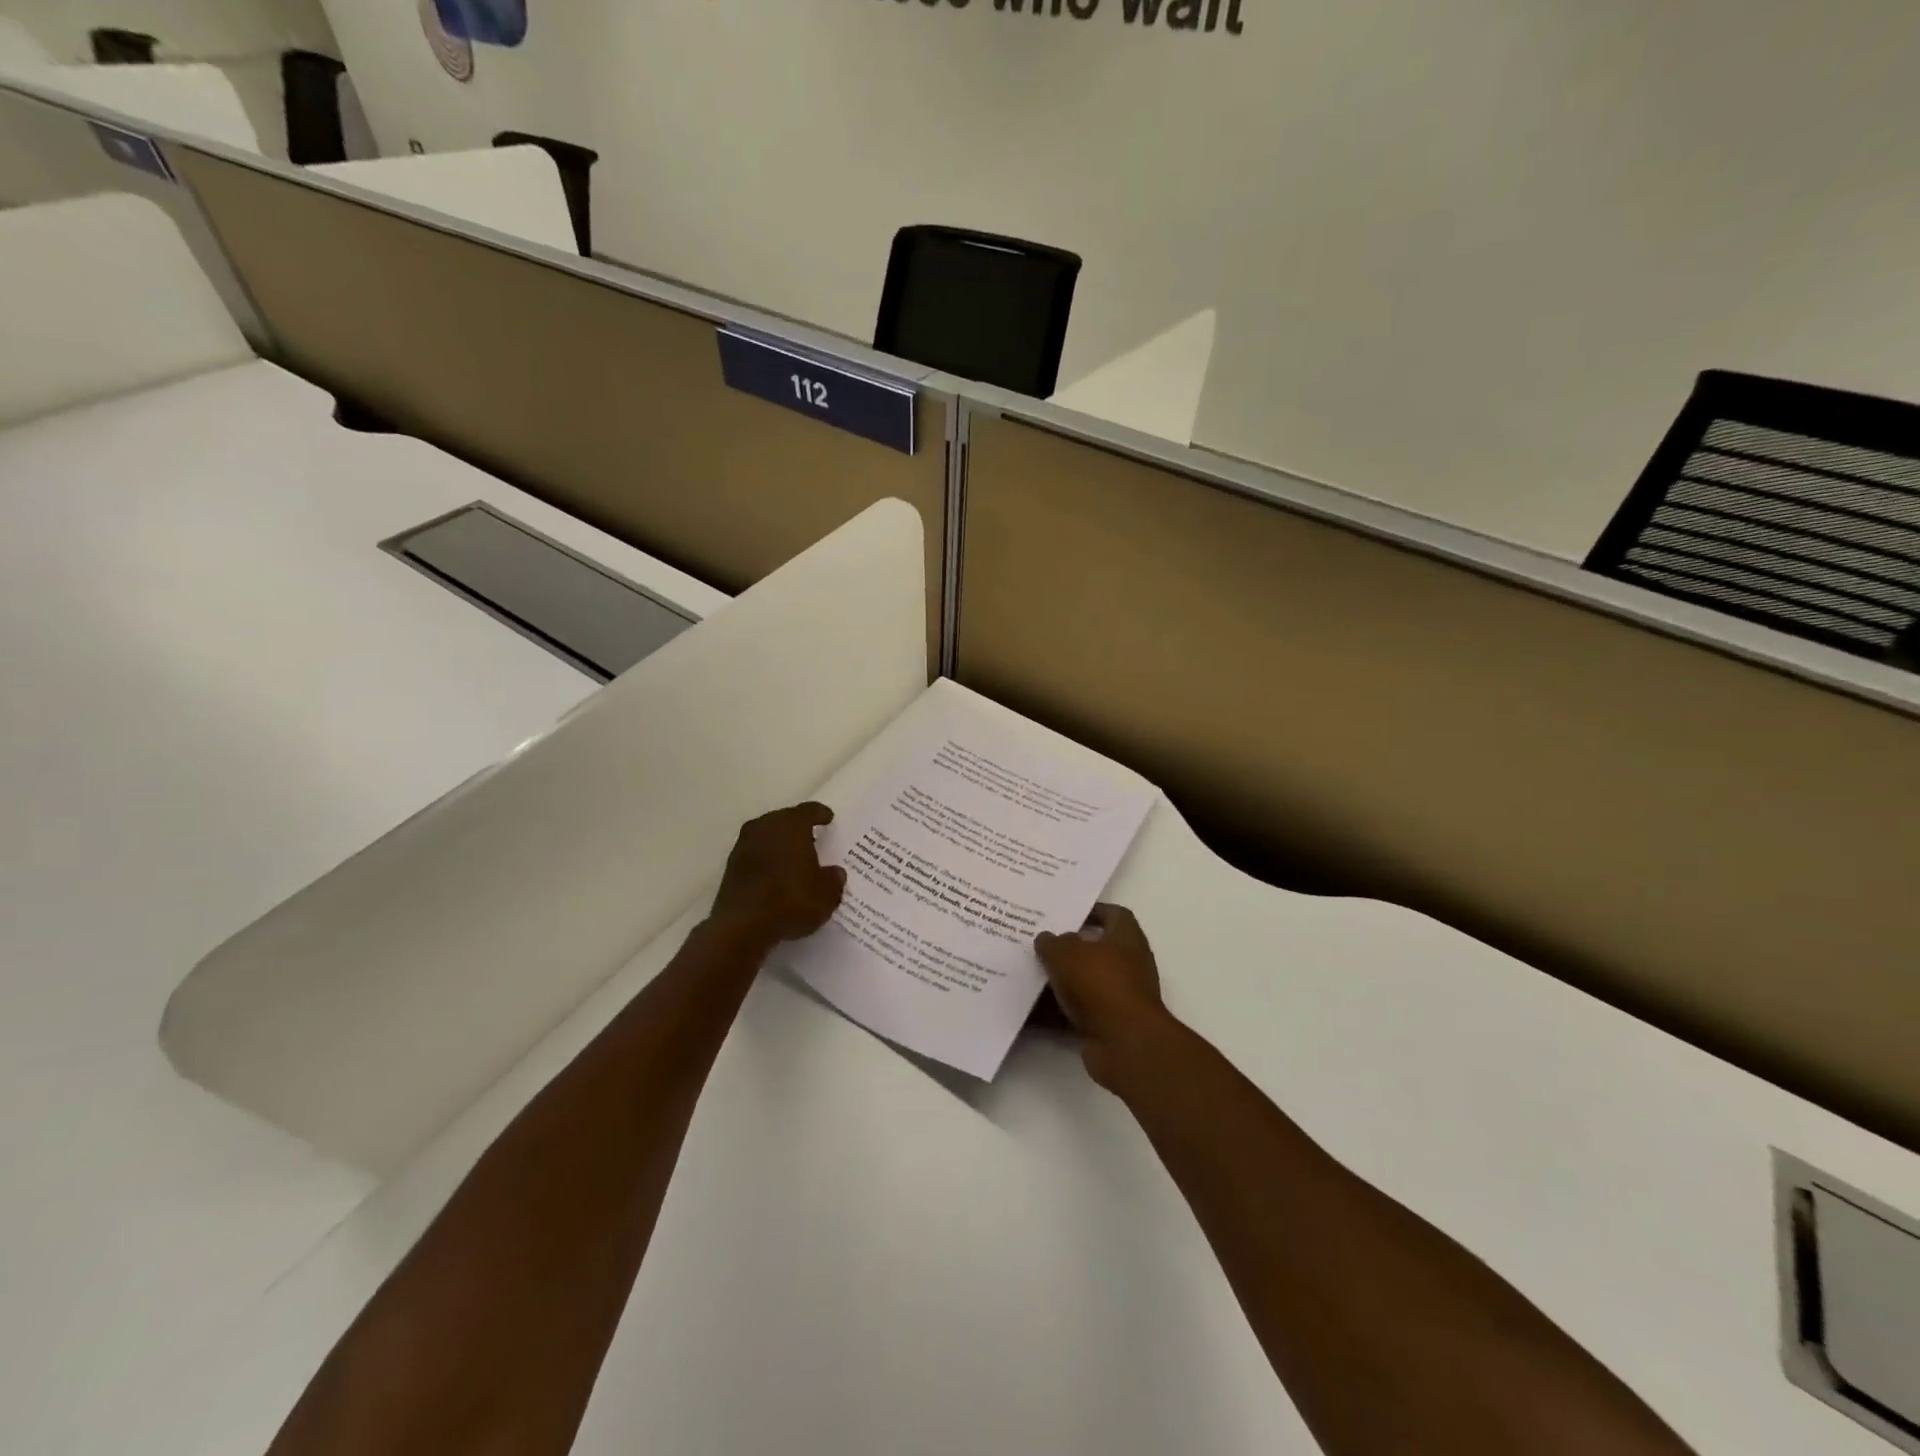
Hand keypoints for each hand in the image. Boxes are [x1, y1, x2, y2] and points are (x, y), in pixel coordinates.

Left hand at [709, 802, 846, 946]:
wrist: (742, 926)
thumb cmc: (791, 901)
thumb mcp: (826, 895)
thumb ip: (833, 880)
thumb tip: (835, 873)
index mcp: (791, 825)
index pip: (809, 811)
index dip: (820, 814)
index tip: (827, 818)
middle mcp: (765, 827)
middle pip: (784, 820)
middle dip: (798, 828)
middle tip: (812, 839)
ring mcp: (744, 846)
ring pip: (766, 836)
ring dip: (779, 844)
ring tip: (793, 858)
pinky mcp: (730, 867)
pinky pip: (755, 855)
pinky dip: (766, 860)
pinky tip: (775, 875)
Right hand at [1035, 904, 1173, 1088]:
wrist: (1125, 1044)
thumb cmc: (1100, 984)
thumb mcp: (1066, 954)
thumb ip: (1052, 943)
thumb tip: (1047, 939)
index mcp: (1126, 938)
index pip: (1113, 914)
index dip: (1091, 911)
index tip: (1065, 915)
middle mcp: (1128, 965)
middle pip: (1095, 950)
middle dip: (1066, 949)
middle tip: (1038, 946)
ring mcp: (1120, 997)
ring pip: (1084, 983)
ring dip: (1059, 982)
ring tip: (1027, 976)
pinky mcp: (1109, 1025)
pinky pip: (1077, 1012)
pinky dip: (1057, 1012)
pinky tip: (1030, 1011)